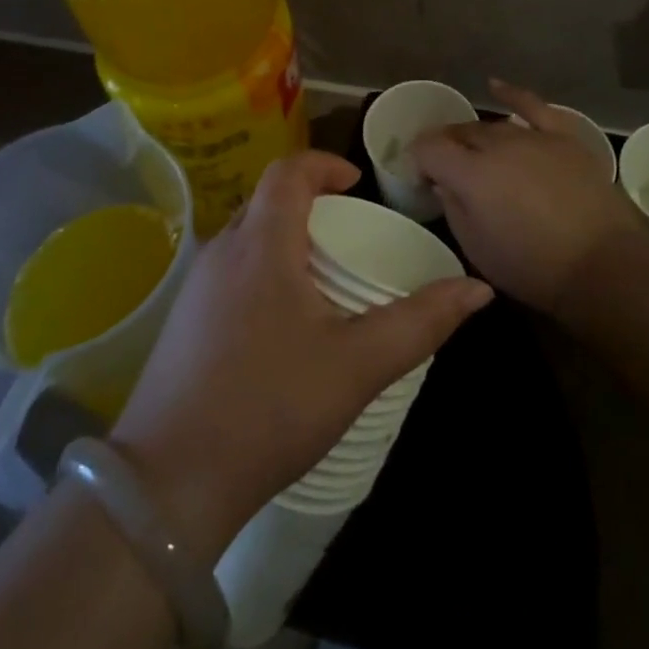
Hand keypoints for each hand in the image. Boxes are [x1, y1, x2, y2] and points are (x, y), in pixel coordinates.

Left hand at [109, 151, 492, 559]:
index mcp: (261, 244)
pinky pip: (230, 270)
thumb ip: (420, 323)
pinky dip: (263, 269)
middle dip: (311, 203)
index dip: (325, 165)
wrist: (170, 483)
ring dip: (286, 238)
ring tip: (323, 278)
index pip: (288, 171)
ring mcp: (194, 286)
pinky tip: (282, 322)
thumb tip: (478, 289)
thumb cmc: (270, 408)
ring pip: (246, 236)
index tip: (359, 186)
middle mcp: (222, 251)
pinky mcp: (182, 321)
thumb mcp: (357, 365)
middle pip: (267, 200)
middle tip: (350, 235)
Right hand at [411, 79, 648, 316]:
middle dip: (445, 147)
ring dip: (475, 136)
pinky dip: (512, 94)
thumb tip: (444, 184)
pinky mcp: (563, 137)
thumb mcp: (477, 248)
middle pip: (460, 133)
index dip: (417, 160)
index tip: (420, 179)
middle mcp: (497, 145)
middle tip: (444, 169)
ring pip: (492, 126)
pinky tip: (495, 86)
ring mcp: (533, 137)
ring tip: (471, 149)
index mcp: (470, 174)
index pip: (428, 149)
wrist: (603, 265)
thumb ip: (453, 208)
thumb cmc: (533, 267)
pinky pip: (533, 106)